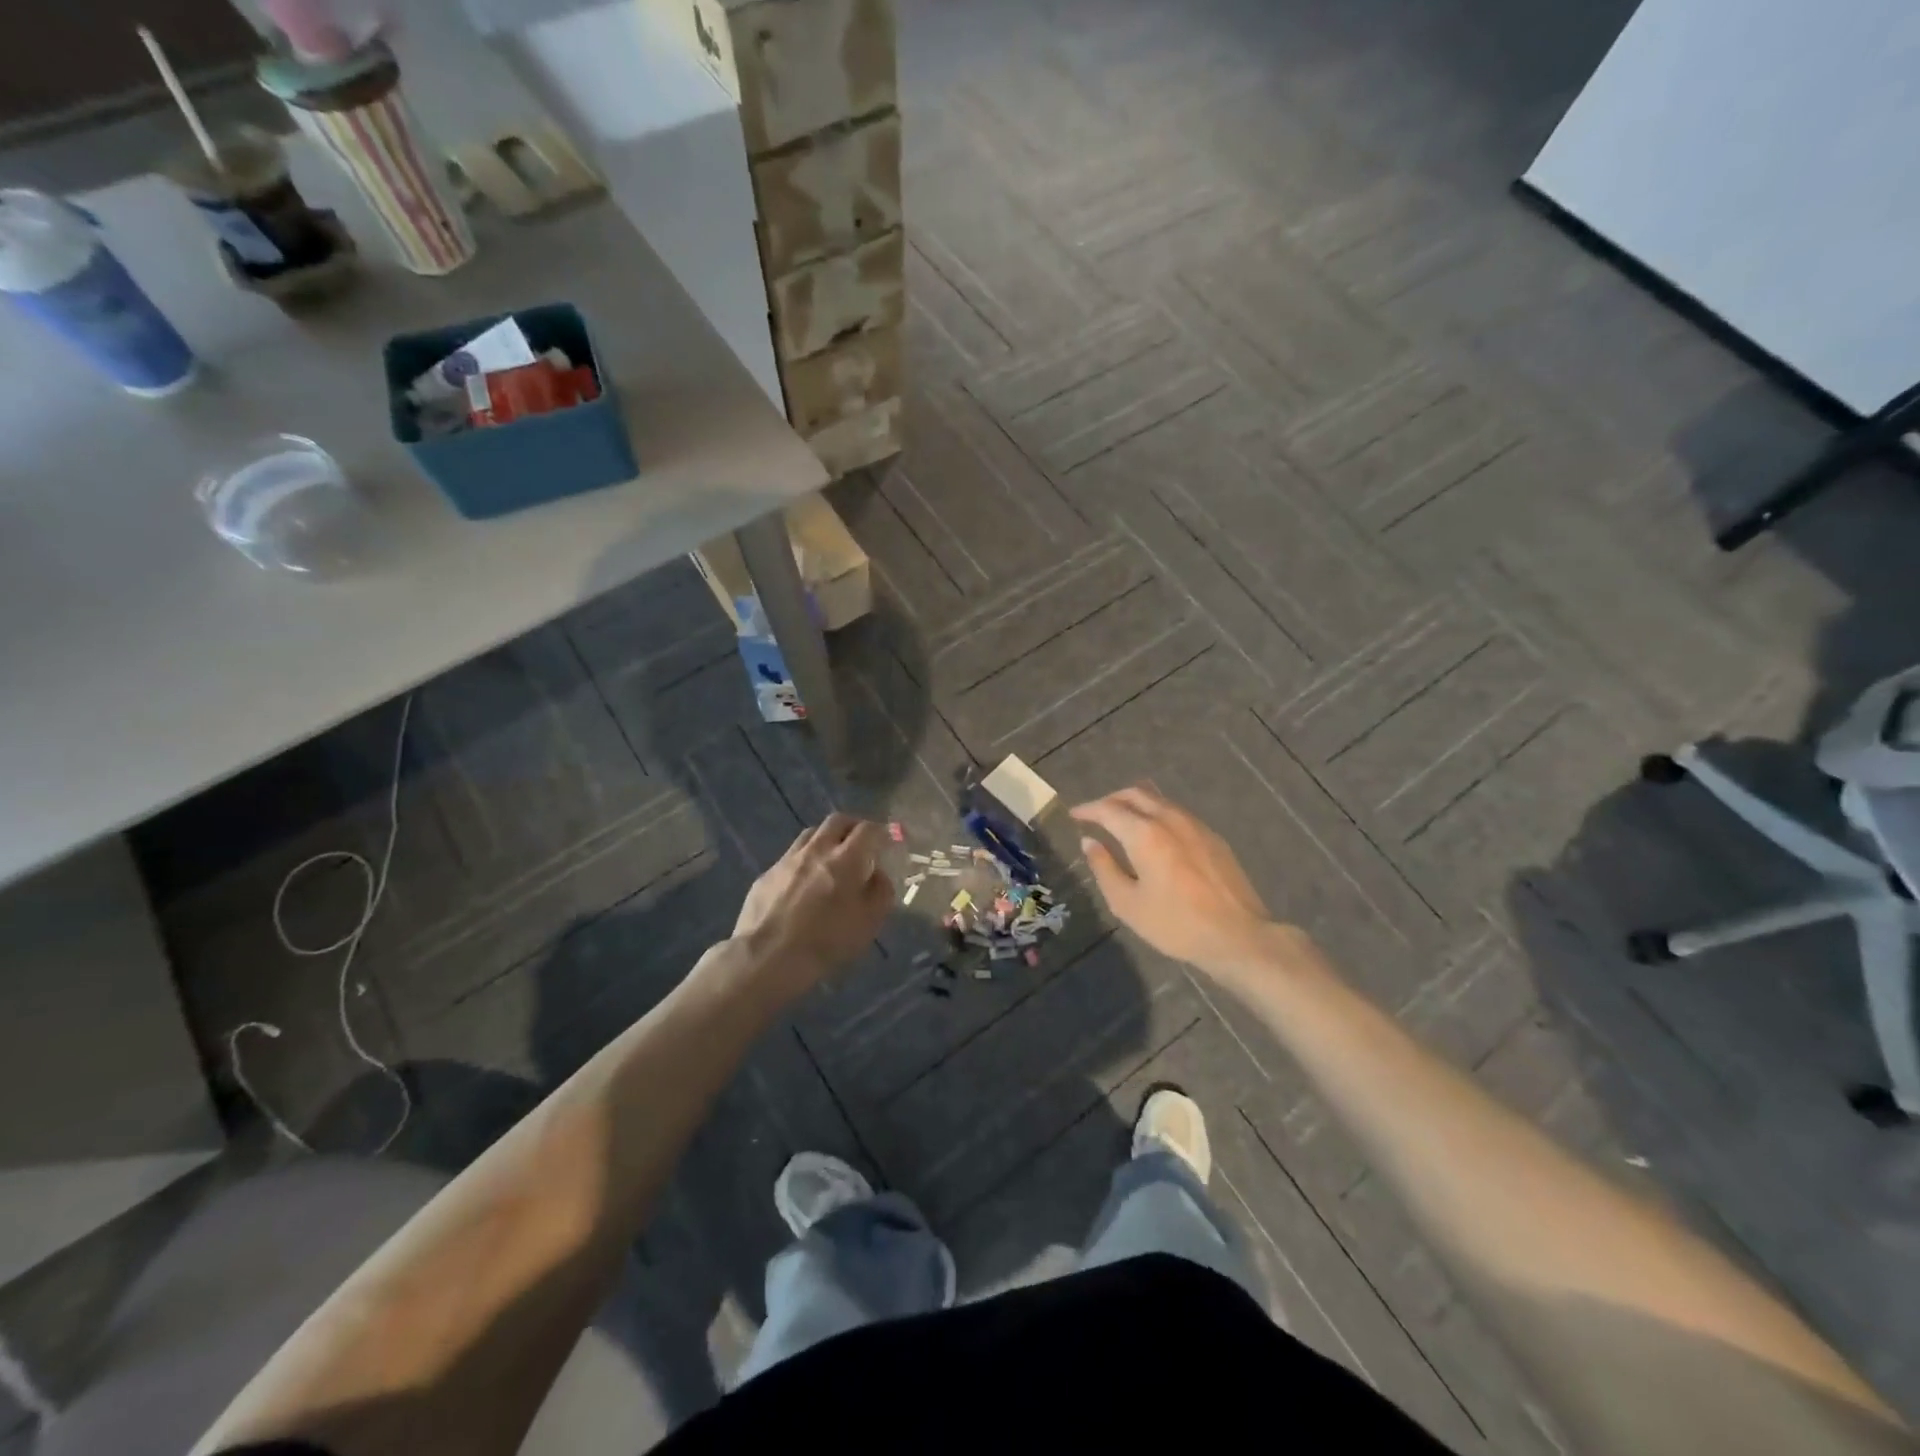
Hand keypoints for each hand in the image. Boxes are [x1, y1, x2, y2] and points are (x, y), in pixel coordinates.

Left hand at [732, 813, 892, 995]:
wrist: (766, 958)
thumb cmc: (825, 942)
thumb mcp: (868, 923)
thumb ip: (880, 892)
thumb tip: (877, 874)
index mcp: (846, 859)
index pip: (868, 829)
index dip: (882, 831)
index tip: (888, 840)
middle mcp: (816, 850)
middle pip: (838, 821)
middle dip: (854, 827)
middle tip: (861, 843)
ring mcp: (788, 860)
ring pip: (811, 834)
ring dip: (827, 839)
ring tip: (832, 858)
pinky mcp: (767, 874)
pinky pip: (791, 856)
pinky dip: (804, 860)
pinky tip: (803, 882)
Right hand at [1071, 786, 1282, 975]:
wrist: (1238, 936)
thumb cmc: (1176, 924)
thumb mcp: (1127, 904)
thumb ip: (1104, 868)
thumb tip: (1089, 842)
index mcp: (1144, 833)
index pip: (1108, 809)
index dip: (1088, 809)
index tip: (1074, 815)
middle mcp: (1169, 819)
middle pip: (1135, 794)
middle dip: (1111, 800)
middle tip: (1096, 815)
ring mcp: (1195, 825)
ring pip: (1158, 801)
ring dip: (1135, 805)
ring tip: (1122, 822)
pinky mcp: (1213, 837)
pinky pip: (1177, 813)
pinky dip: (1157, 815)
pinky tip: (1155, 836)